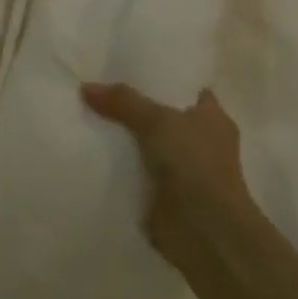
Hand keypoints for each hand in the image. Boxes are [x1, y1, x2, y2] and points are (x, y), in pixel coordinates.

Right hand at [81, 83, 254, 224]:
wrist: (204, 230)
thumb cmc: (194, 165)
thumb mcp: (157, 121)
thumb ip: (124, 101)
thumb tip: (86, 87)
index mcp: (213, 118)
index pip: (186, 89)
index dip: (160, 78)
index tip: (126, 68)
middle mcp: (201, 141)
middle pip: (161, 115)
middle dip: (133, 106)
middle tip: (95, 89)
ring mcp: (183, 170)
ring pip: (145, 143)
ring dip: (123, 138)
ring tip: (84, 116)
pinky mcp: (163, 194)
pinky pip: (135, 170)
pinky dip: (117, 165)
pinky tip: (89, 151)